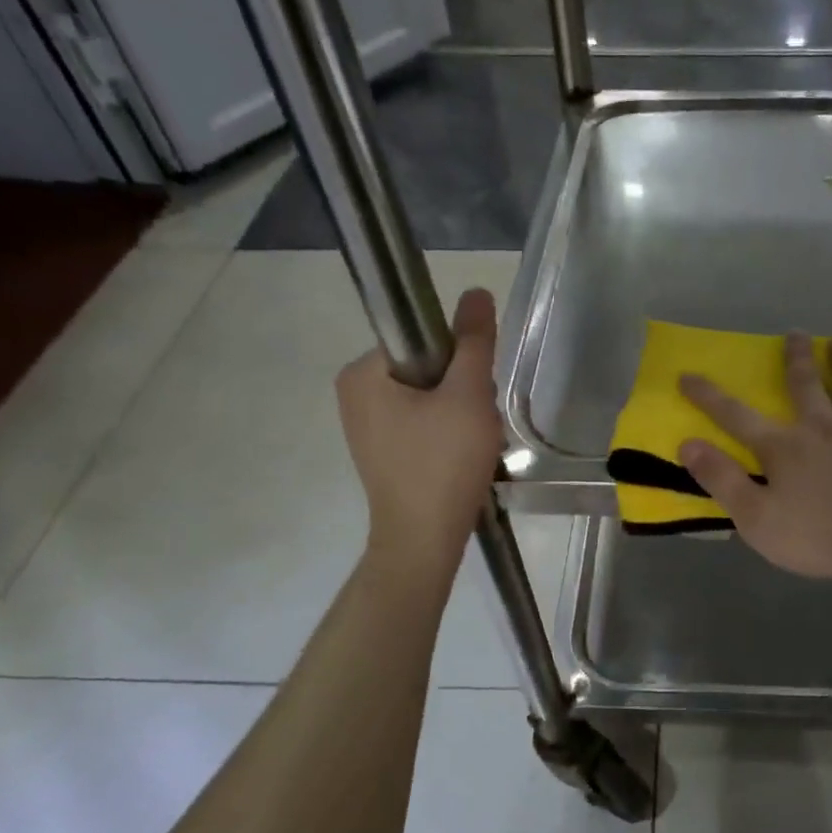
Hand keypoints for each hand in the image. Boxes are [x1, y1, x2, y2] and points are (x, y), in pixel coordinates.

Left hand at [336, 288, 504, 570]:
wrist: (423, 539)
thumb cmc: (442, 463)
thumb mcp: (467, 396)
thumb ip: (474, 342)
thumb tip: (476, 293)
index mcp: (362, 372)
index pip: (421, 338)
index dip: (459, 357)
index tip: (476, 389)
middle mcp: (354, 393)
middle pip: (426, 367)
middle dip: (461, 388)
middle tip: (478, 419)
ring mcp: (364, 425)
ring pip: (427, 396)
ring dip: (458, 412)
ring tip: (472, 441)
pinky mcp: (380, 451)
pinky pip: (420, 422)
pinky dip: (445, 432)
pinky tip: (460, 456)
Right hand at [678, 333, 831, 604]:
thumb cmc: (821, 538)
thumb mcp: (757, 519)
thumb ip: (722, 480)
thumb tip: (688, 444)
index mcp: (784, 448)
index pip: (736, 417)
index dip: (709, 397)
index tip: (687, 375)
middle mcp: (821, 427)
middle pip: (804, 386)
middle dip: (796, 359)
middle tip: (795, 333)